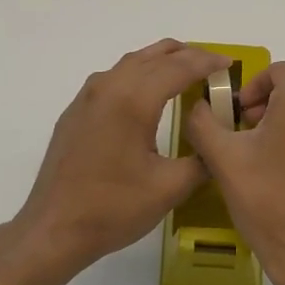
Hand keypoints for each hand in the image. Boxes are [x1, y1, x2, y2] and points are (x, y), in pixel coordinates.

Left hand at [12, 40, 230, 277]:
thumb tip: (216, 146)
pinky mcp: (75, 112)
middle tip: (212, 65)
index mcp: (133, 100)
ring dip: (160, 60)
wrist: (54, 228)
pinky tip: (147, 94)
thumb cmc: (114, 208)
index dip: (207, 63)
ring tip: (185, 70)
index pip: (178, 67)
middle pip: (153, 56)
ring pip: (130, 63)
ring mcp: (87, 97)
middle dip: (186, 56)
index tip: (229, 65)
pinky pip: (113, 78)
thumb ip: (202, 160)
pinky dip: (138, 74)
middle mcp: (108, 87)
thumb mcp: (170, 187)